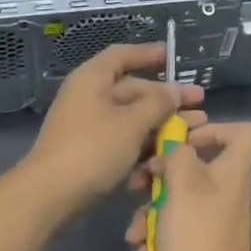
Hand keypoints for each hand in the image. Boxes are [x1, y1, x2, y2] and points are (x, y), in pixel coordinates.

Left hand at [21, 43, 204, 219]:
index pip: (122, 55)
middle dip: (166, 98)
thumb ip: (157, 104)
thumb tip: (173, 91)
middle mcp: (89, 96)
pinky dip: (143, 144)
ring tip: (194, 131)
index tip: (172, 57)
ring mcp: (88, 125)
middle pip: (133, 89)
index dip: (148, 54)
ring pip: (131, 118)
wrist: (49, 196)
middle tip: (200, 105)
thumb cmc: (92, 149)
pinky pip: (122, 140)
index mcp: (93, 78)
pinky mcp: (90, 151)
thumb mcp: (131, 124)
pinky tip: (166, 155)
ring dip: (160, 124)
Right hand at [126, 121, 250, 250]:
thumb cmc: (197, 236)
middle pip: (194, 167)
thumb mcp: (183, 185)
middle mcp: (225, 192)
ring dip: (149, 213)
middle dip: (159, 175)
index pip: (243, 133)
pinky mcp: (199, 246)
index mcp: (232, 172)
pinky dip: (155, 238)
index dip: (214, 128)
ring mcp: (213, 221)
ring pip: (177, 200)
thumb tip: (173, 152)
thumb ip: (177, 155)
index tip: (183, 139)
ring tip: (134, 234)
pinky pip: (175, 229)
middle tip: (138, 184)